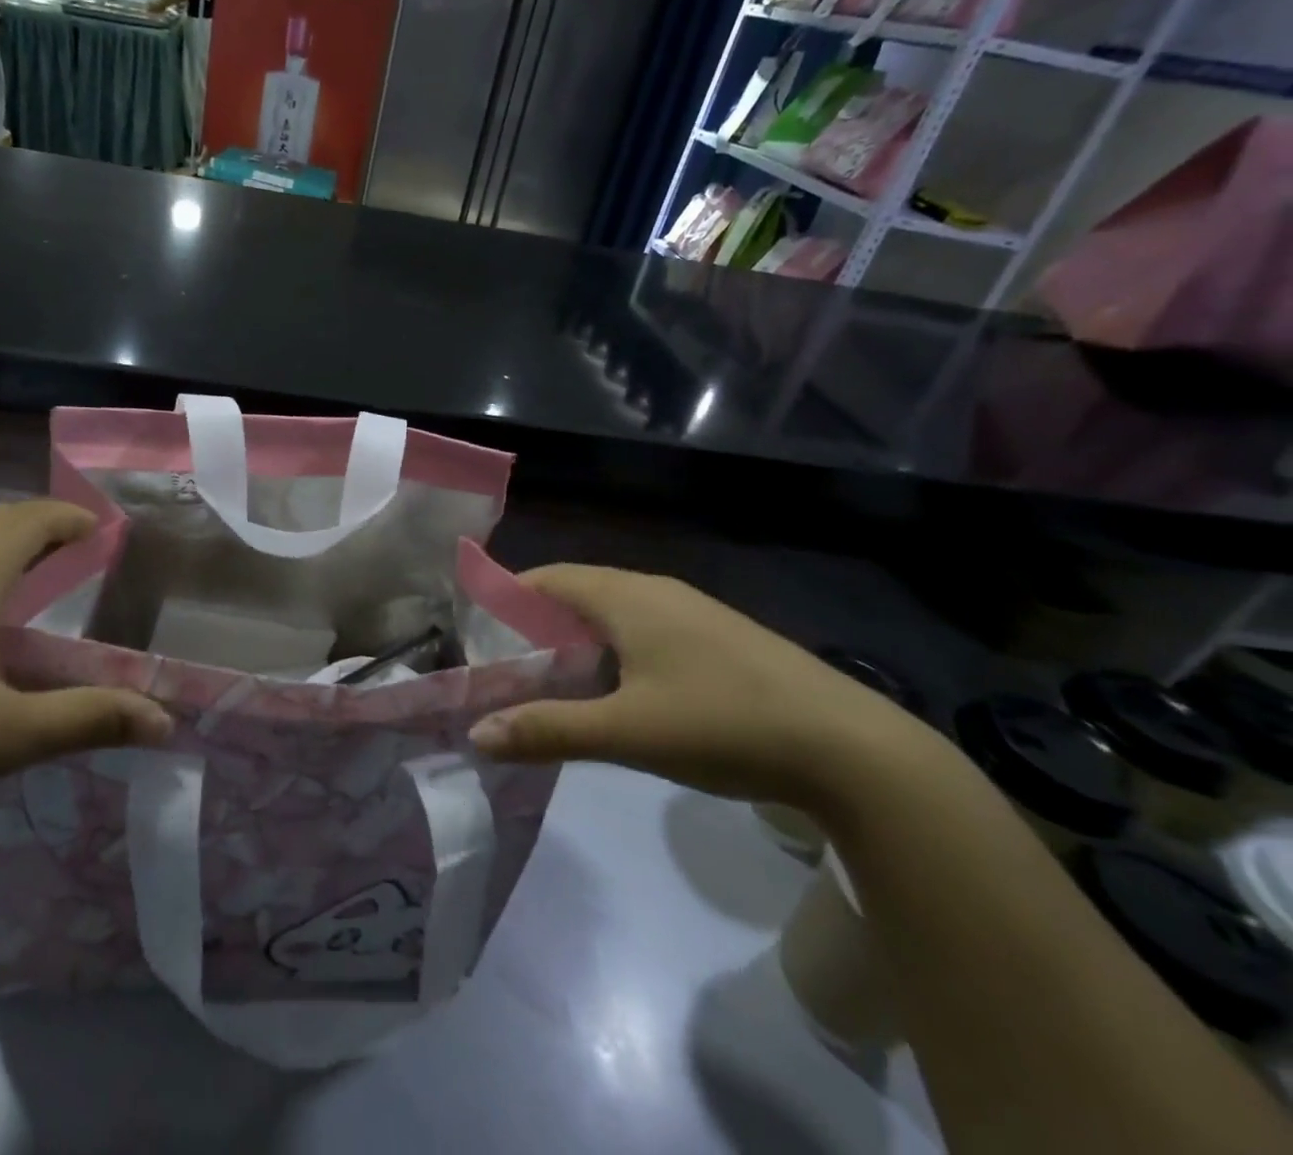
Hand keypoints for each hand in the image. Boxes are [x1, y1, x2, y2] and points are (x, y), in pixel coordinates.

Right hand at [469, 566, 941, 809]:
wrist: (852, 749)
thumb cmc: (722, 724)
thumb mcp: (626, 732)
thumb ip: (547, 730)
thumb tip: (476, 733)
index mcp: (628, 596)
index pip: (549, 577)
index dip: (508, 597)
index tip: (479, 634)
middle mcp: (657, 591)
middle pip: (579, 593)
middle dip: (538, 624)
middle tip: (508, 667)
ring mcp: (694, 613)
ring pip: (615, 613)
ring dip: (578, 640)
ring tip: (553, 682)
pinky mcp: (720, 639)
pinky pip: (647, 630)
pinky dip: (615, 651)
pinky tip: (620, 693)